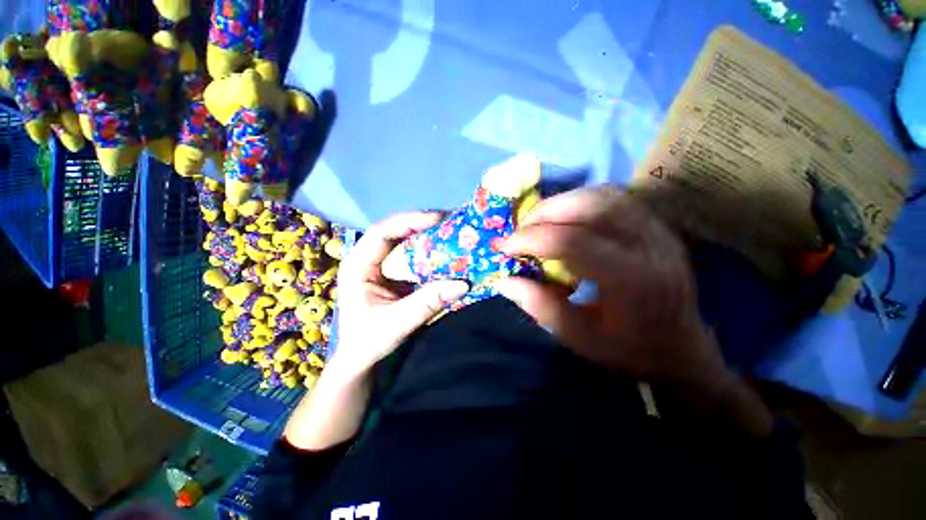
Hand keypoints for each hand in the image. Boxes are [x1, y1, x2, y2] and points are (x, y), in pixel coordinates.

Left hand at [332, 212, 469, 377]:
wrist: (360, 358)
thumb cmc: (369, 341)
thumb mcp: (398, 322)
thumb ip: (428, 302)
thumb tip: (463, 283)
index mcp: (358, 265)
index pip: (382, 232)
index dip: (409, 221)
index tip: (437, 219)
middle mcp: (367, 259)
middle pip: (394, 231)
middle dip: (421, 224)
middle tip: (449, 222)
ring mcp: (380, 265)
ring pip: (403, 241)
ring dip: (426, 235)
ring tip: (450, 231)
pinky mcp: (392, 273)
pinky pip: (410, 255)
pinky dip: (428, 251)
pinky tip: (444, 250)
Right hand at [496, 186, 727, 388]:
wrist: (681, 350)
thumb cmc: (628, 350)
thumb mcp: (577, 337)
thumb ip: (538, 305)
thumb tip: (503, 280)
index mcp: (631, 280)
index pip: (572, 241)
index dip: (531, 239)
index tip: (504, 246)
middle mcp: (650, 246)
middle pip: (591, 206)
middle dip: (544, 213)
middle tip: (521, 229)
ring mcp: (658, 231)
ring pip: (604, 195)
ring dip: (563, 203)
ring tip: (539, 222)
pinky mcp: (658, 227)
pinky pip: (615, 199)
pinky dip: (582, 202)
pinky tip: (568, 218)